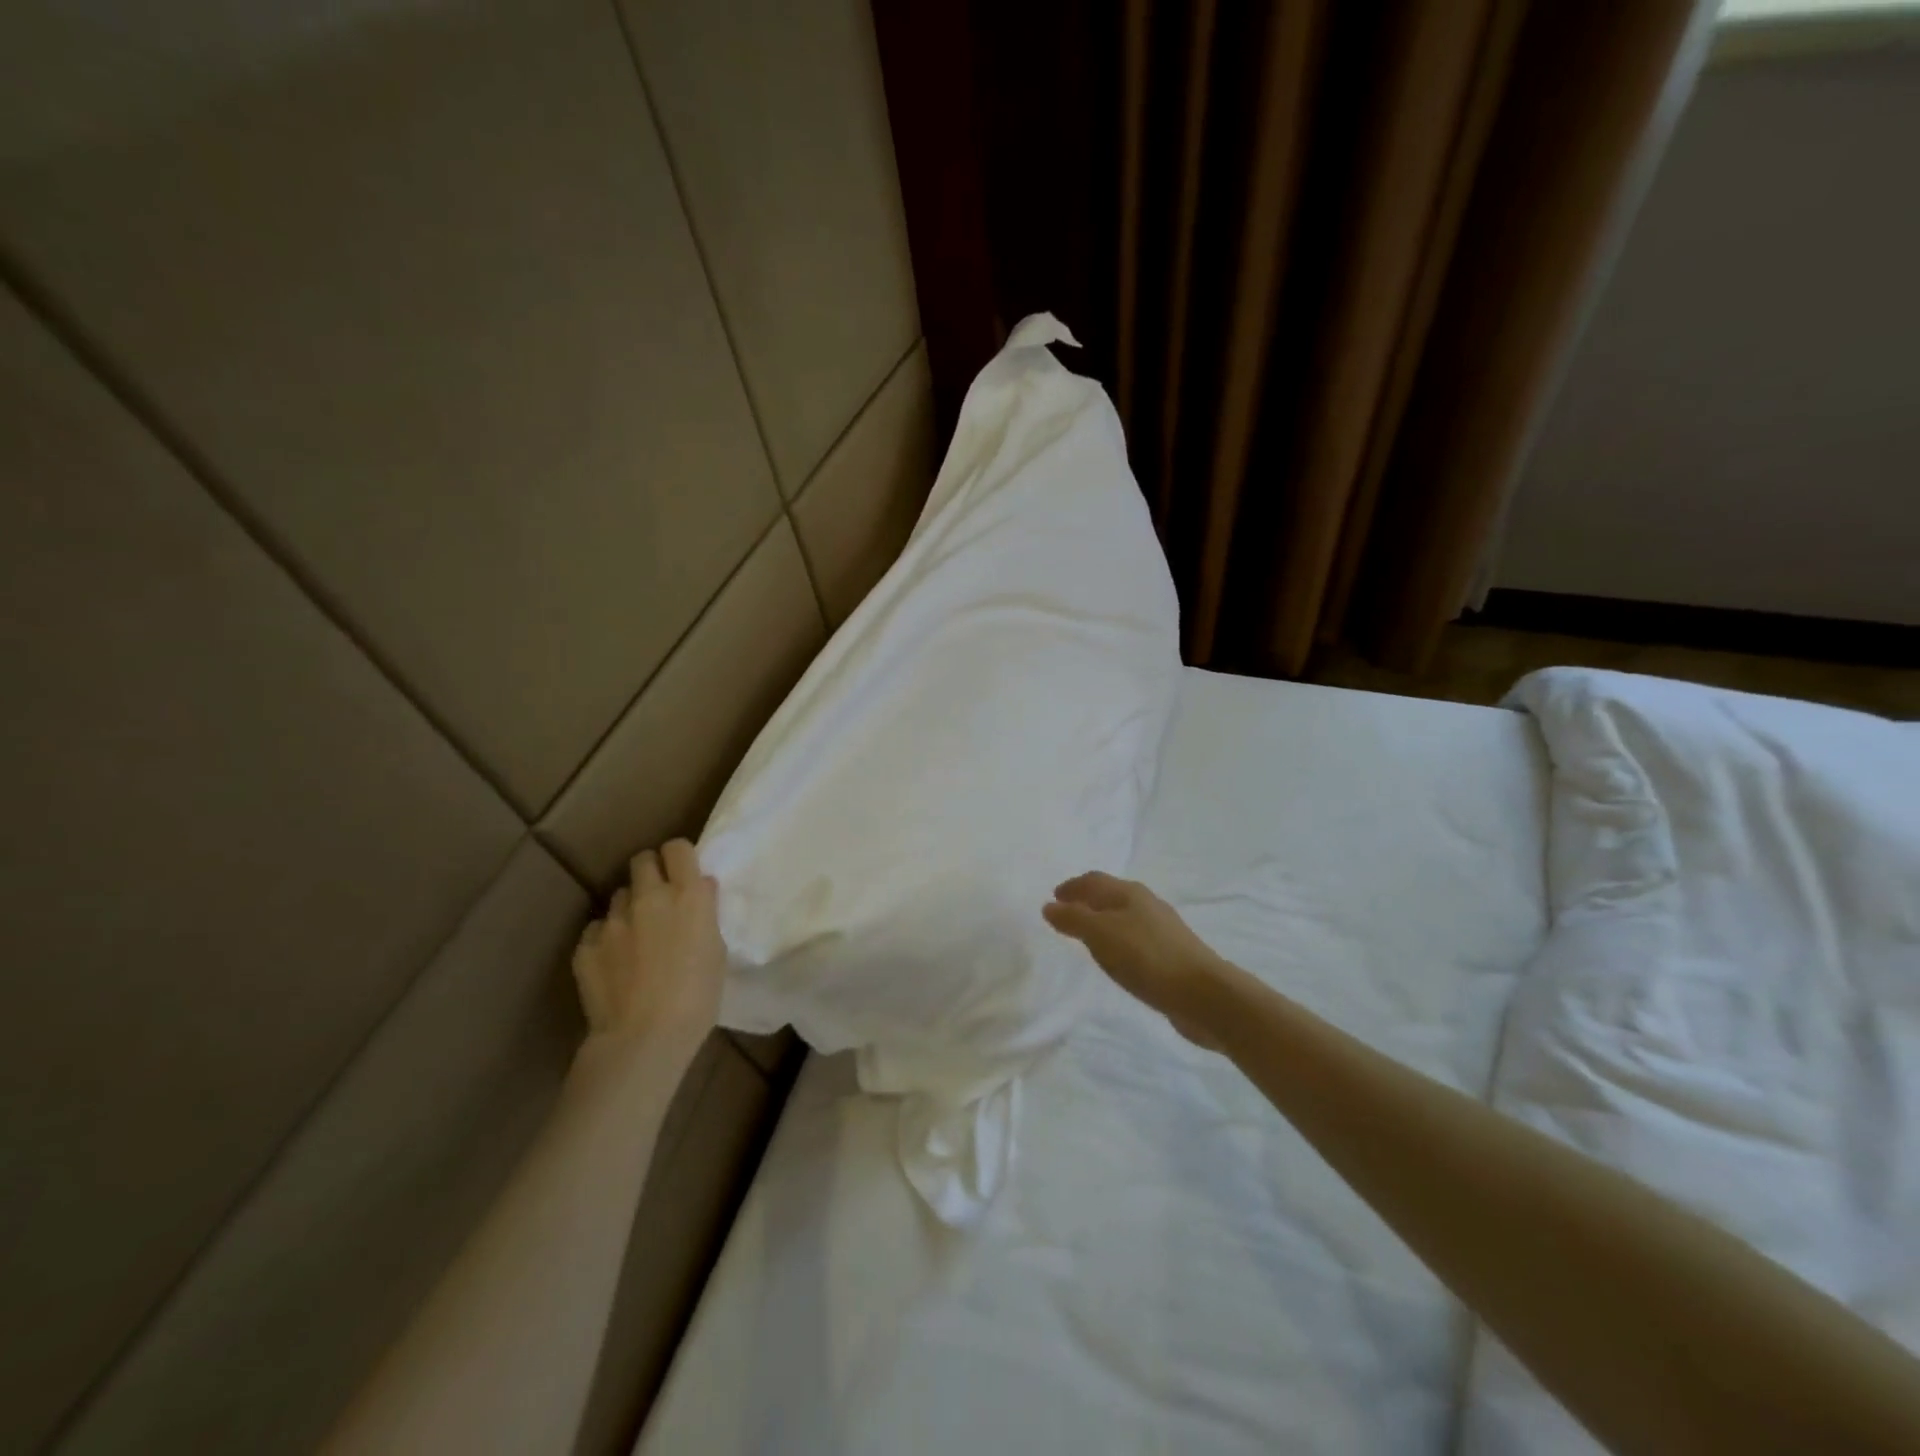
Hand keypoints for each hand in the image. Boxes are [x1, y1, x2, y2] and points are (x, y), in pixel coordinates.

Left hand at [572, 840, 724, 1064]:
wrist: (644, 1038)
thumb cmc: (698, 997)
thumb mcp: (716, 951)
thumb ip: (705, 913)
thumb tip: (700, 889)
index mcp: (687, 896)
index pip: (677, 848)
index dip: (679, 857)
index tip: (683, 874)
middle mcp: (649, 898)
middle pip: (642, 860)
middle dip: (651, 873)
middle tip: (659, 899)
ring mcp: (613, 921)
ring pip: (619, 895)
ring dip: (629, 908)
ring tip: (636, 936)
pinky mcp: (585, 946)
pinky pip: (596, 929)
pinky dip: (606, 939)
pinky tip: (614, 963)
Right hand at [1043, 872, 1228, 1048]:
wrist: (1203, 995)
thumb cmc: (1147, 958)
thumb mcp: (1101, 935)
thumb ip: (1073, 919)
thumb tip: (1049, 906)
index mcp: (1129, 893)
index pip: (1094, 881)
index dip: (1072, 887)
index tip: (1053, 897)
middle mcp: (1147, 905)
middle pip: (1110, 896)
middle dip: (1087, 902)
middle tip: (1066, 915)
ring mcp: (1162, 930)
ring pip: (1124, 917)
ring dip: (1103, 922)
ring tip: (1086, 938)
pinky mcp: (1171, 955)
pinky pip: (1135, 940)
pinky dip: (1118, 942)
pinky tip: (1117, 959)